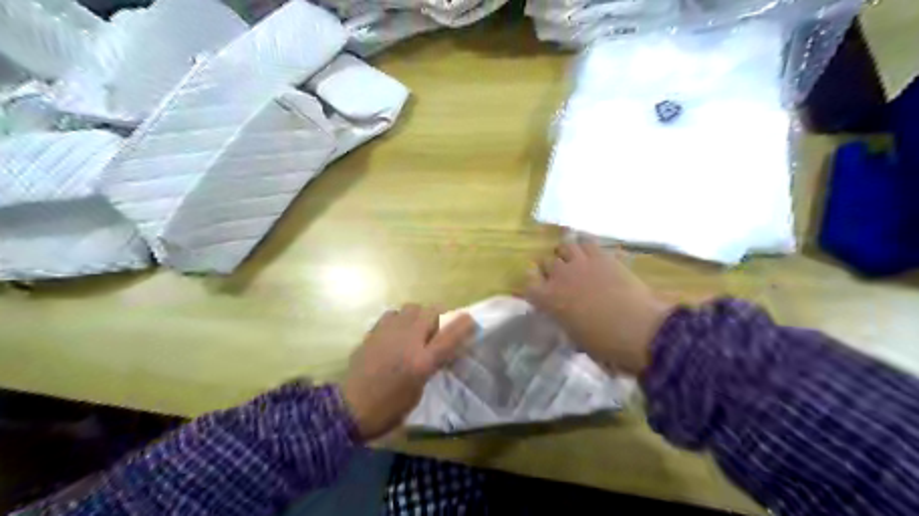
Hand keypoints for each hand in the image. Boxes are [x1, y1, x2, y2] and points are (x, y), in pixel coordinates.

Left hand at [342, 305, 477, 441]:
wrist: (349, 409)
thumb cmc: (389, 409)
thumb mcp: (418, 392)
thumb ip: (430, 367)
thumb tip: (438, 351)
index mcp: (422, 362)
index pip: (450, 335)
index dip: (464, 325)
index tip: (471, 321)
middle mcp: (408, 341)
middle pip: (431, 311)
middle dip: (439, 316)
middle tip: (437, 329)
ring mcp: (389, 333)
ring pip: (411, 307)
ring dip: (419, 315)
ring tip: (416, 329)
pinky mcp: (373, 332)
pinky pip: (392, 314)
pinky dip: (400, 319)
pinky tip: (396, 332)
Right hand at [528, 239, 672, 374]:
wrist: (639, 329)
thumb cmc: (604, 343)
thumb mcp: (576, 338)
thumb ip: (565, 322)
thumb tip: (567, 319)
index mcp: (548, 300)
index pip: (528, 285)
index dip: (533, 288)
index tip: (540, 293)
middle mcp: (559, 276)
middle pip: (545, 262)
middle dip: (550, 269)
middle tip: (560, 278)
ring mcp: (580, 263)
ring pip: (564, 246)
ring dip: (566, 254)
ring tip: (574, 261)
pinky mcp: (602, 256)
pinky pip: (587, 241)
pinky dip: (585, 245)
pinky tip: (589, 252)